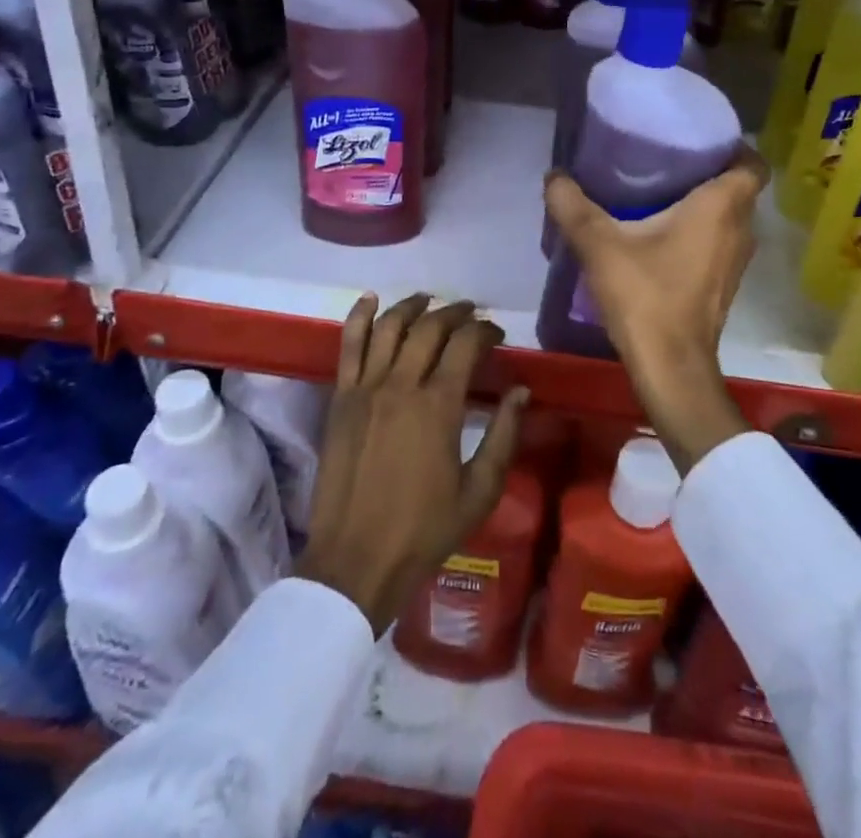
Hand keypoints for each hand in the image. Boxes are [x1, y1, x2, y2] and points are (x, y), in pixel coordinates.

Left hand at [298, 293, 526, 635]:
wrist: (355, 560)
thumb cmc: (424, 530)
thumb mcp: (480, 491)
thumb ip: (503, 436)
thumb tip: (520, 391)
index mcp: (438, 406)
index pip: (465, 345)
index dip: (484, 332)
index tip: (497, 335)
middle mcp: (401, 385)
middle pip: (429, 328)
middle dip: (455, 313)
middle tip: (471, 314)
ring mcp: (366, 388)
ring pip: (390, 327)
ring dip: (412, 307)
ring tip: (429, 301)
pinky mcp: (340, 398)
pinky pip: (349, 346)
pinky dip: (359, 317)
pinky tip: (371, 299)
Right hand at [543, 148, 765, 472]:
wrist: (671, 367)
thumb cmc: (645, 296)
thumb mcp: (600, 245)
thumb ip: (573, 206)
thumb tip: (554, 175)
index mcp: (722, 206)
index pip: (751, 162)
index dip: (731, 146)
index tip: (697, 139)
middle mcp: (741, 228)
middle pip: (738, 187)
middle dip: (709, 170)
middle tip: (667, 158)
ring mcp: (736, 260)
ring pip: (730, 216)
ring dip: (704, 202)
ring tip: (660, 190)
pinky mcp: (725, 283)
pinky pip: (720, 240)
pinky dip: (700, 230)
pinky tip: (661, 233)